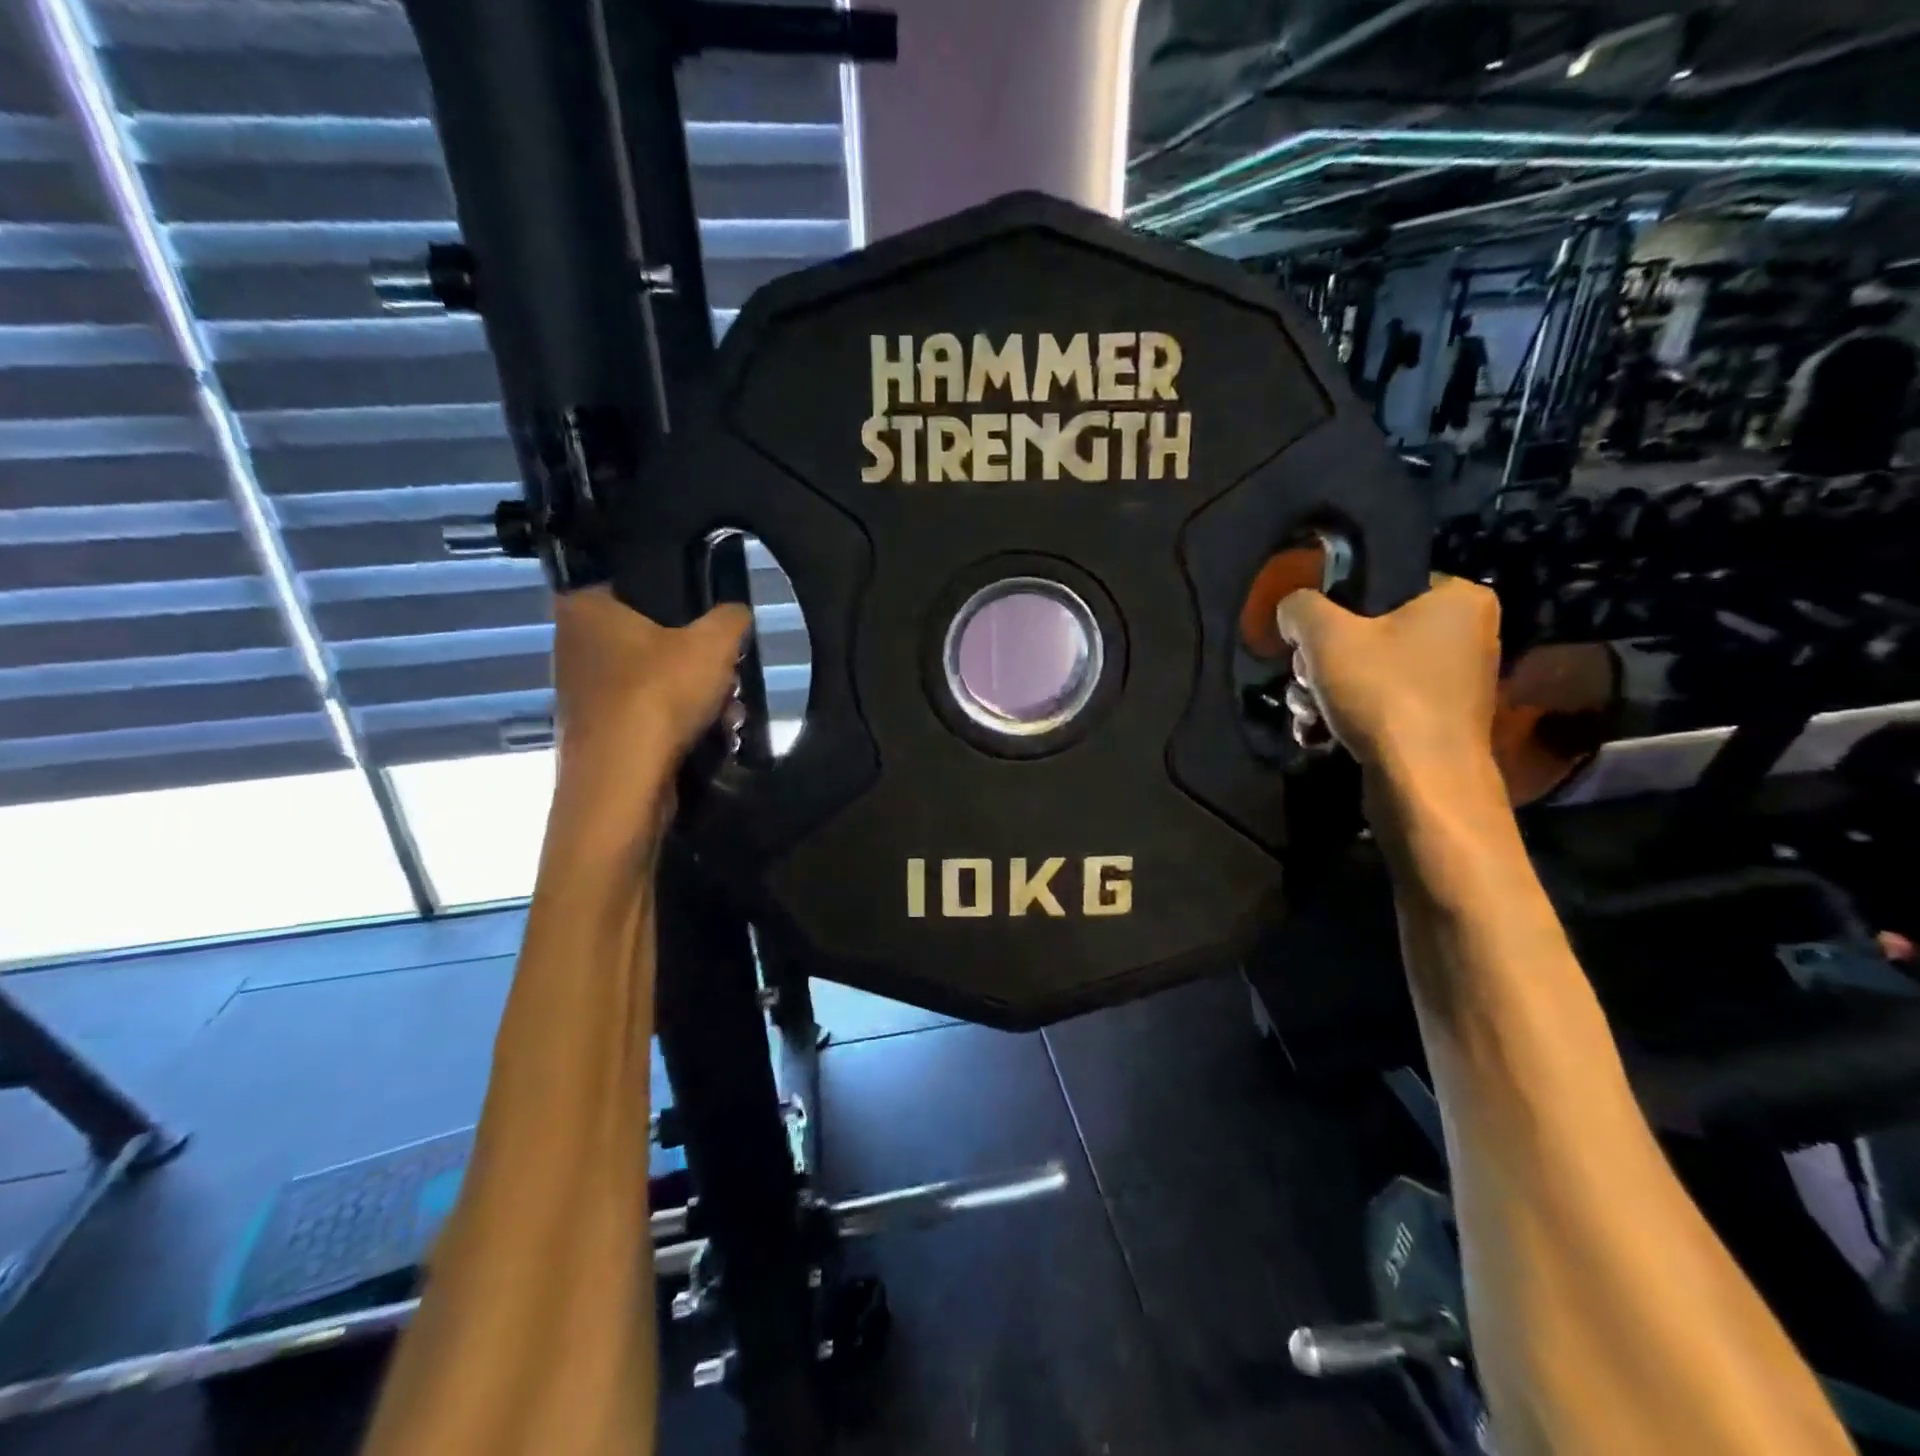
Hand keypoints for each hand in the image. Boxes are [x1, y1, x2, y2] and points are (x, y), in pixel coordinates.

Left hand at [550, 589, 752, 823]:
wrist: (622, 781)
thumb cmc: (659, 694)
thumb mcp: (714, 643)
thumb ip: (731, 617)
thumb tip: (736, 613)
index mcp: (585, 608)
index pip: (631, 584)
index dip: (675, 600)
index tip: (706, 623)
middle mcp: (571, 645)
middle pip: (649, 639)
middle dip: (695, 659)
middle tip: (726, 673)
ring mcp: (578, 694)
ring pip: (651, 681)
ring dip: (693, 694)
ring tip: (728, 711)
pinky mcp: (593, 734)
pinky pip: (643, 715)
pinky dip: (675, 723)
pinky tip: (710, 737)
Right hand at [1275, 574, 1501, 780]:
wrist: (1423, 782)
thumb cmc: (1383, 692)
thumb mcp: (1325, 635)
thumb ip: (1300, 607)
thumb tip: (1292, 610)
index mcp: (1458, 599)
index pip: (1381, 585)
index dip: (1334, 610)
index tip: (1309, 641)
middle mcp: (1467, 635)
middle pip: (1368, 632)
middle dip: (1322, 660)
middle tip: (1304, 679)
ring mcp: (1455, 683)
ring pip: (1368, 671)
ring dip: (1324, 690)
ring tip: (1306, 712)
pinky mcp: (1438, 722)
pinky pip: (1382, 702)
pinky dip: (1348, 714)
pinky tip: (1320, 732)